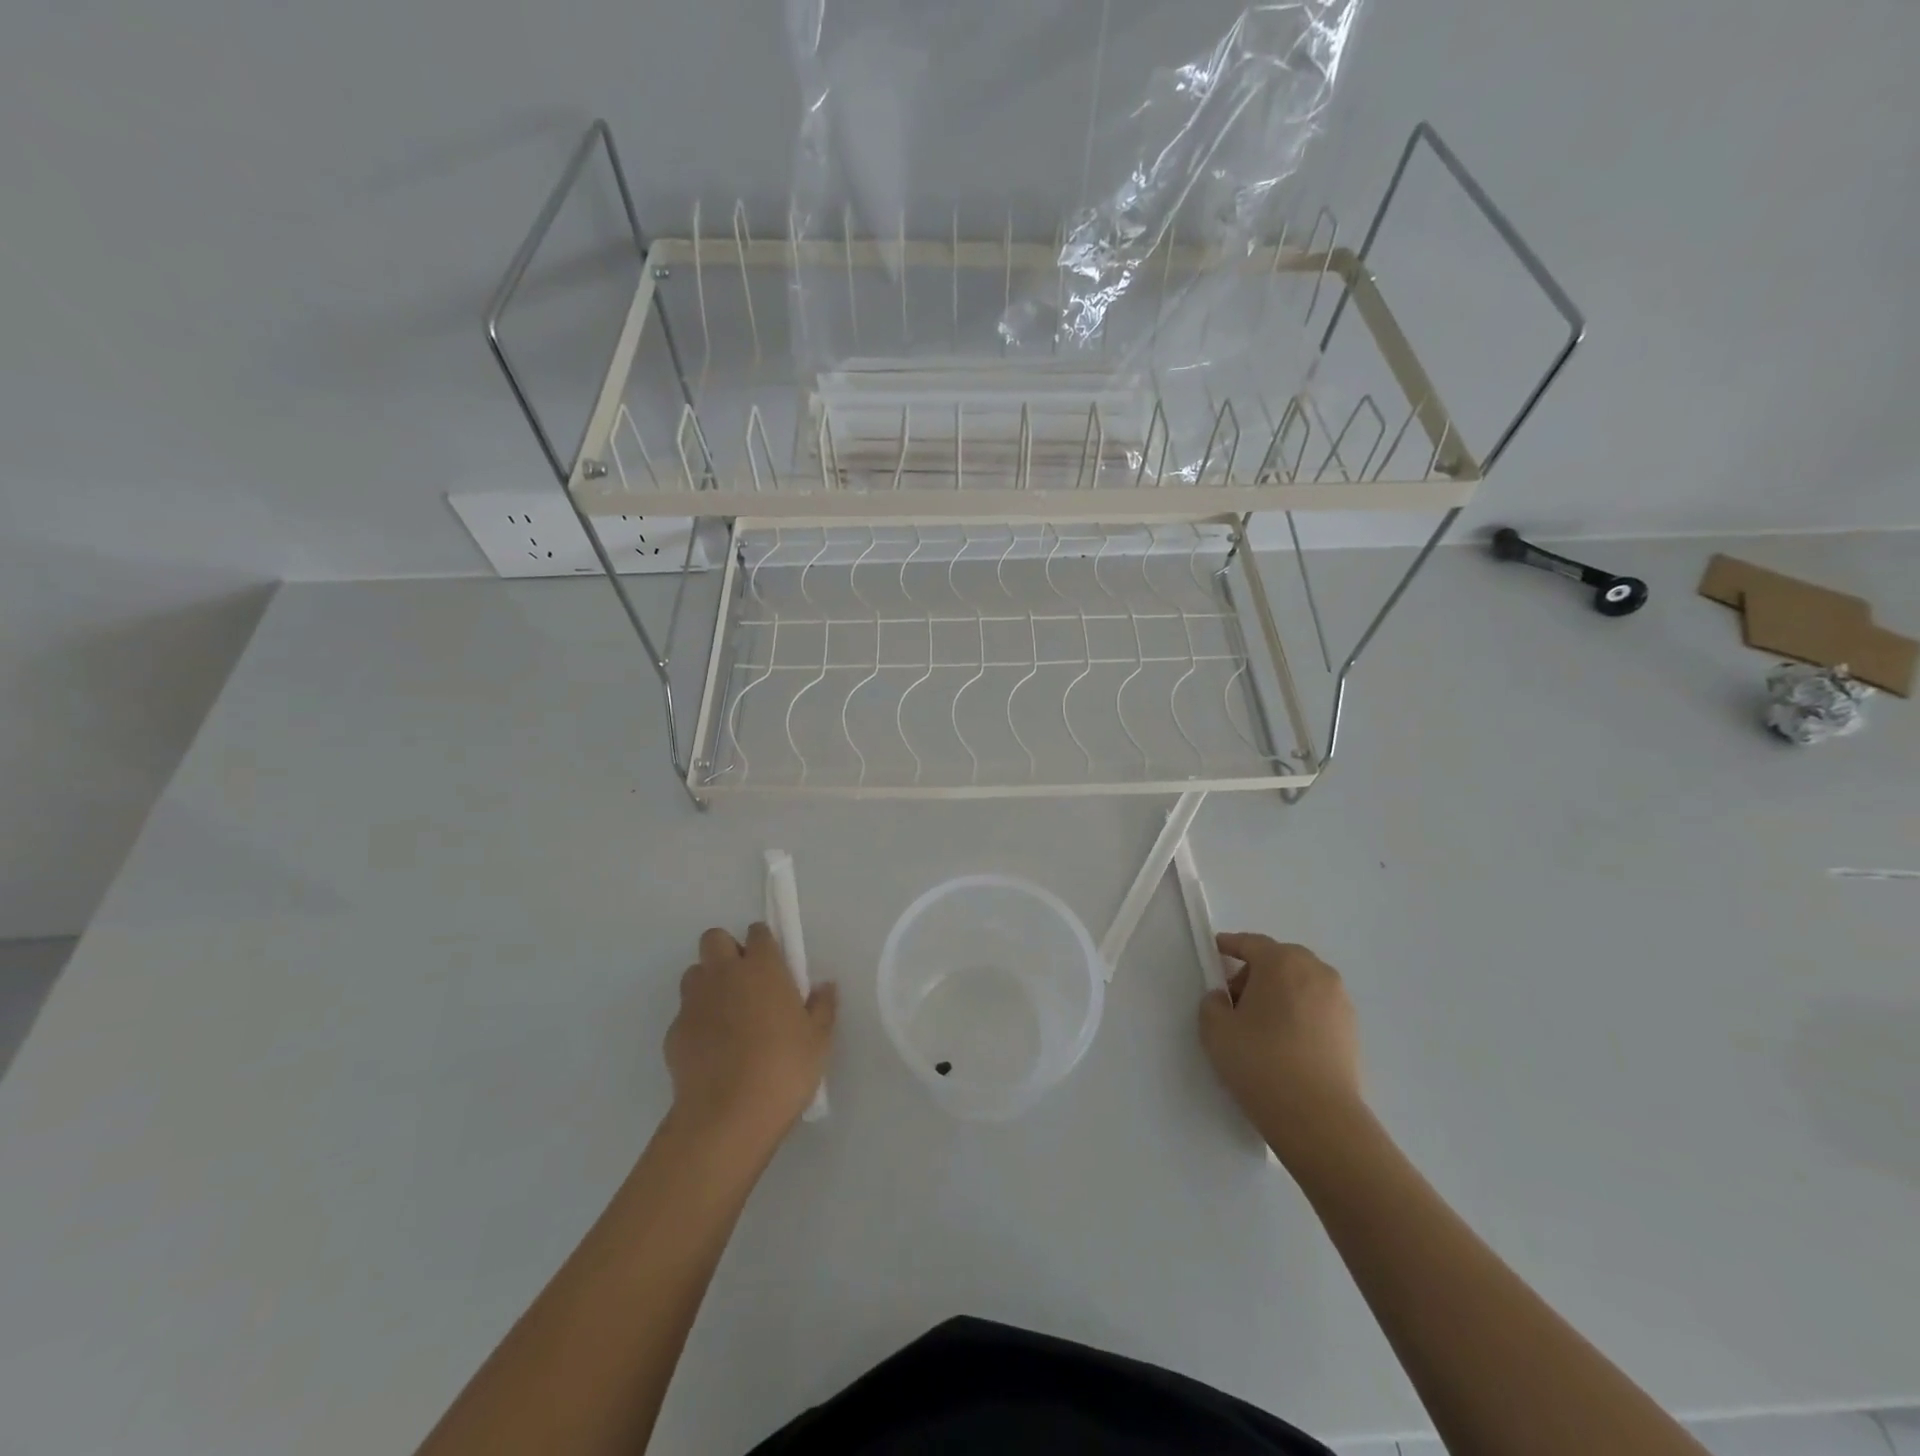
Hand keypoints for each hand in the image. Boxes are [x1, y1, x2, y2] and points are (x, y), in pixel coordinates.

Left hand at [665, 923, 836, 1158]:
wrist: (728, 1116)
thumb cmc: (784, 1068)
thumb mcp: (819, 1039)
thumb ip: (822, 1006)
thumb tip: (824, 986)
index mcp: (762, 967)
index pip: (758, 932)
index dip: (765, 944)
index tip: (774, 965)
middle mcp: (724, 974)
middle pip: (714, 939)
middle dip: (727, 951)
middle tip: (746, 982)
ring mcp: (694, 1002)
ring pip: (695, 973)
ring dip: (709, 983)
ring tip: (727, 1014)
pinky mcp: (673, 1032)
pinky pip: (685, 1013)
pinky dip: (697, 1021)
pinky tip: (712, 1049)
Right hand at [1199, 934, 1363, 1164]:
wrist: (1318, 1117)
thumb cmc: (1260, 1062)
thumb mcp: (1216, 1029)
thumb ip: (1213, 1003)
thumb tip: (1225, 999)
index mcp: (1281, 962)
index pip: (1251, 943)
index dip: (1230, 945)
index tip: (1215, 951)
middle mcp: (1315, 971)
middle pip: (1279, 960)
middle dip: (1256, 972)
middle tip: (1235, 998)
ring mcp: (1339, 1000)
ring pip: (1301, 983)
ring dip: (1280, 992)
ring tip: (1261, 1024)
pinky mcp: (1352, 1029)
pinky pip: (1317, 1007)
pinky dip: (1299, 1012)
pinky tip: (1285, 1041)